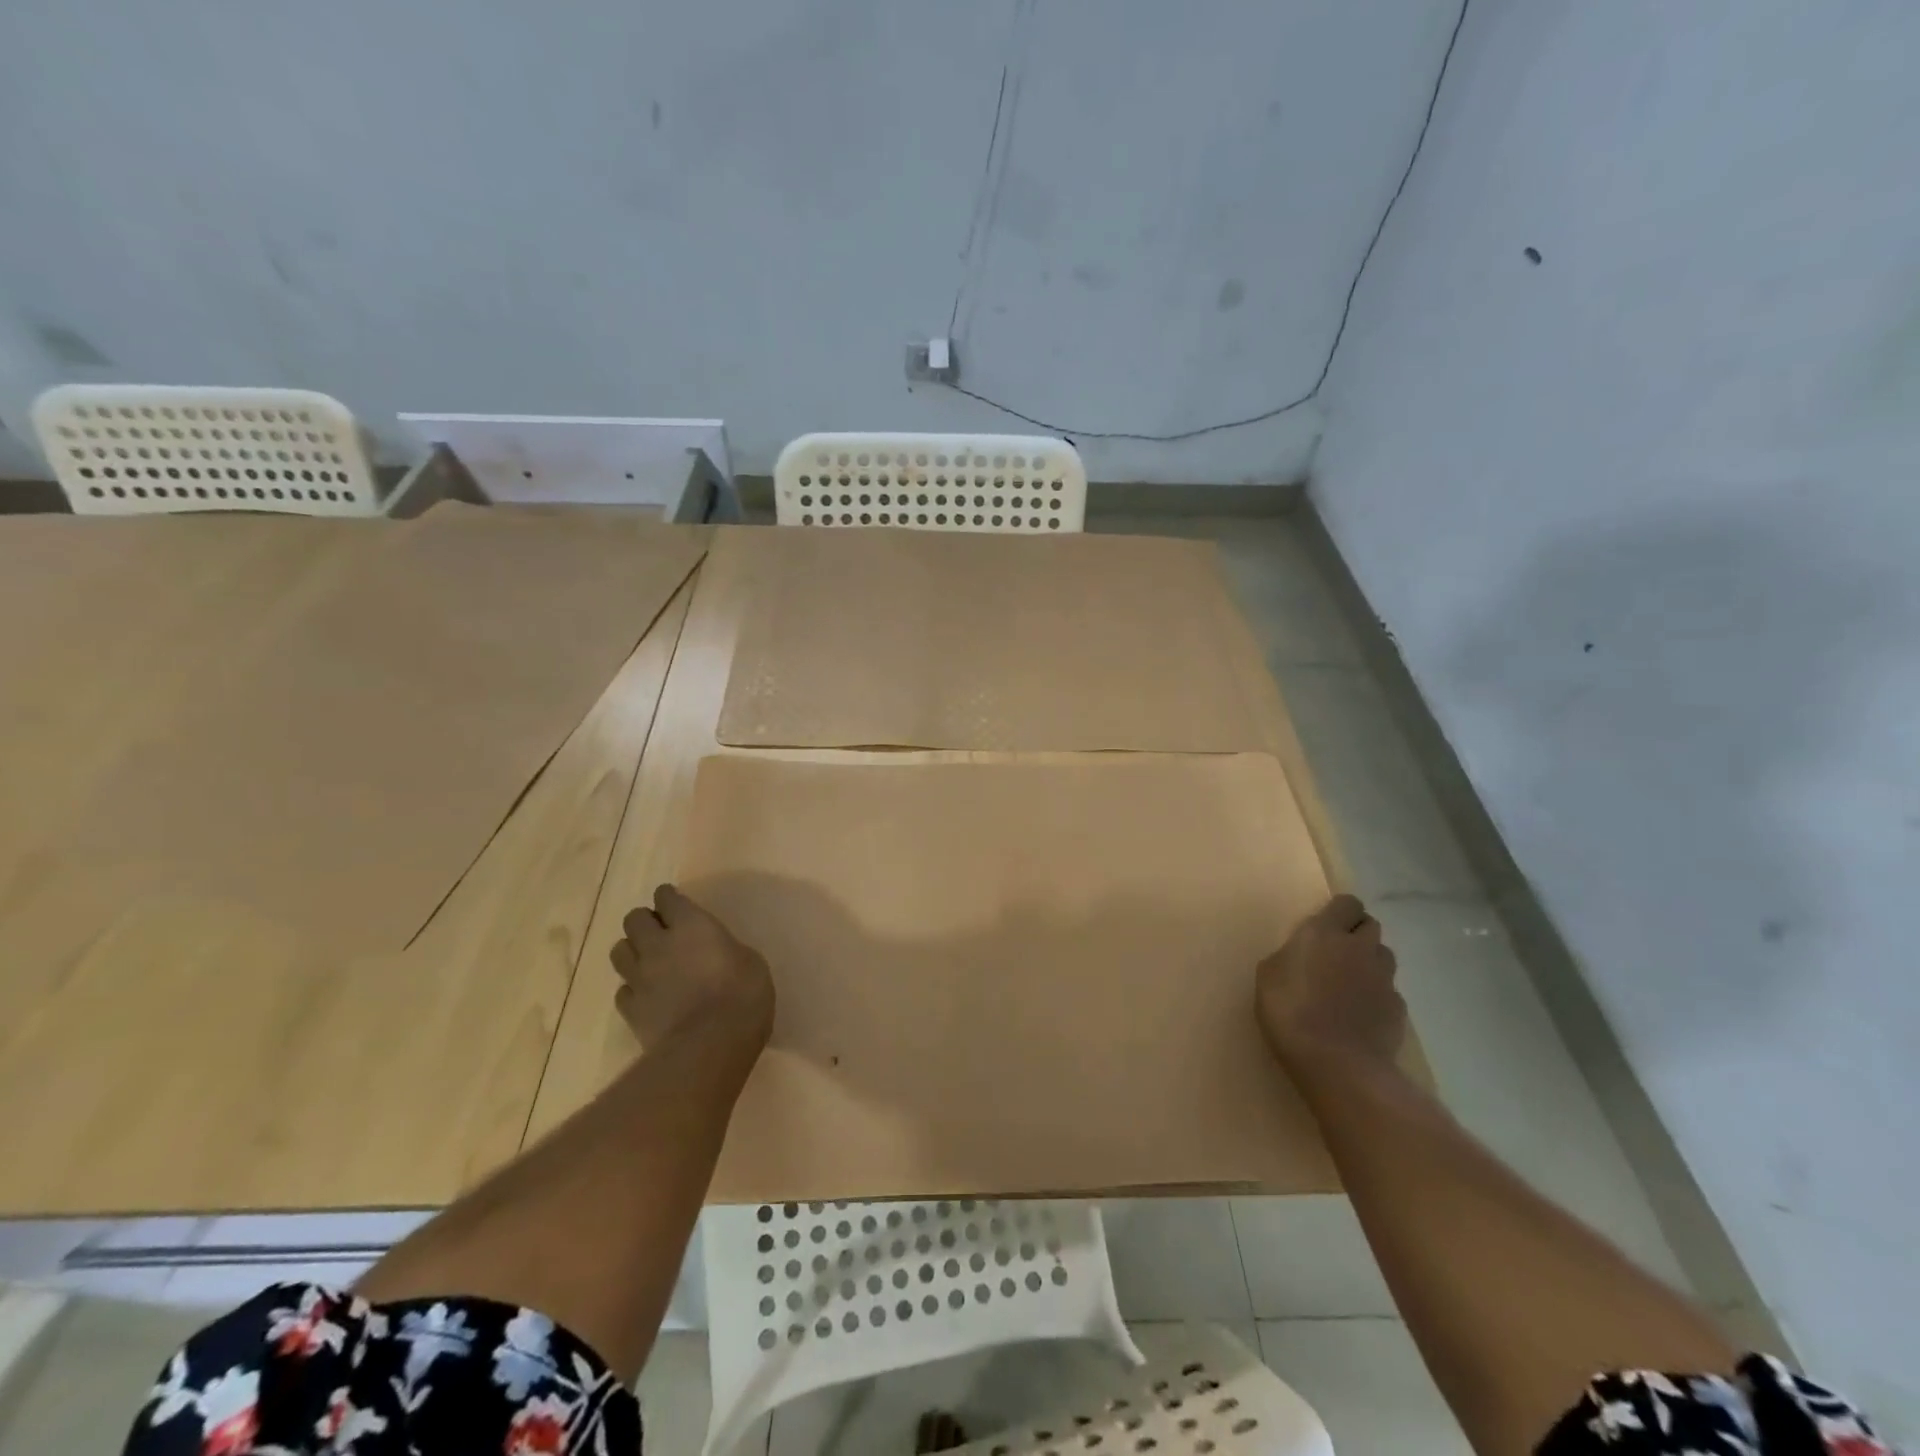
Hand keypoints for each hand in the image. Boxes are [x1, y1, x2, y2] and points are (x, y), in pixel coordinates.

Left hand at [611, 885, 774, 1053]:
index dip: (669, 899)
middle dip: (645, 922)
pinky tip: (647, 997)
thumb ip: (725, 949)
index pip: (666, 897)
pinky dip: (632, 990)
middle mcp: (658, 945)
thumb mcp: (749, 961)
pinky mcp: (631, 1010)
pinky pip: (623, 990)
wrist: (711, 1046)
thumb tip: (717, 953)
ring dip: (632, 951)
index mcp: (691, 925)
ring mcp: (640, 978)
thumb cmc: (743, 995)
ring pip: (619, 951)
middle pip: (633, 919)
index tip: (675, 904)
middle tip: (662, 933)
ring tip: (649, 962)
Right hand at [1256, 893, 1405, 1082]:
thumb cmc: (1290, 1013)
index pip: (1347, 903)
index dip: (1339, 911)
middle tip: (1337, 952)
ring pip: (1383, 956)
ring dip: (1370, 961)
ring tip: (1350, 983)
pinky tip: (1361, 1014)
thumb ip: (1288, 957)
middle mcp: (1359, 948)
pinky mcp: (1398, 1009)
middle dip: (1357, 933)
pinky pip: (1389, 991)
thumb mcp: (1268, 977)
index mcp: (1324, 933)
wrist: (1338, 1064)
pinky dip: (1377, 996)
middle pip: (1370, 925)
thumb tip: (1299, 956)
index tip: (1326, 925)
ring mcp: (1384, 979)